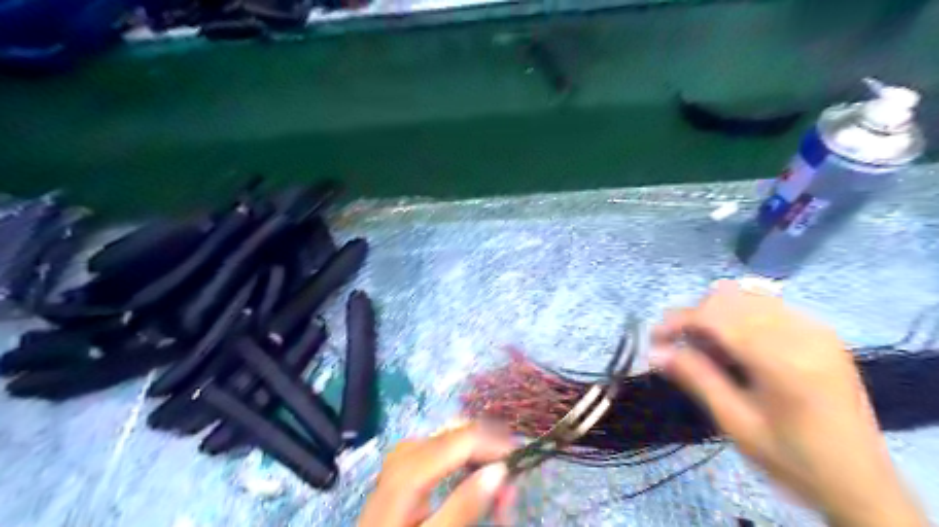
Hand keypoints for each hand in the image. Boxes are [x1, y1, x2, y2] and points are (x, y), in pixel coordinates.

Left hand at [360, 419, 515, 526]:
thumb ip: (464, 506)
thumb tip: (500, 471)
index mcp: (411, 465)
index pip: (466, 437)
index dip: (498, 446)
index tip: (521, 470)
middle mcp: (409, 447)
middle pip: (463, 436)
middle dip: (492, 458)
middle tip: (508, 498)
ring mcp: (407, 450)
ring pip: (458, 440)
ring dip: (482, 462)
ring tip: (496, 499)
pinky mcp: (408, 457)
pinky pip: (446, 448)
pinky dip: (467, 463)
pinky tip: (475, 483)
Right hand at [650, 279, 926, 526]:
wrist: (861, 483)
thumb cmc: (792, 459)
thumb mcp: (736, 423)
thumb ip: (696, 378)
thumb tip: (654, 352)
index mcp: (783, 360)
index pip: (715, 317)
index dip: (677, 321)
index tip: (654, 339)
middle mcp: (802, 333)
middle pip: (729, 298)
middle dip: (694, 316)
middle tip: (677, 346)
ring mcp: (816, 330)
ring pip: (747, 296)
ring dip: (716, 313)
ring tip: (704, 345)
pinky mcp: (822, 333)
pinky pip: (768, 305)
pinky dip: (740, 315)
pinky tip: (734, 343)